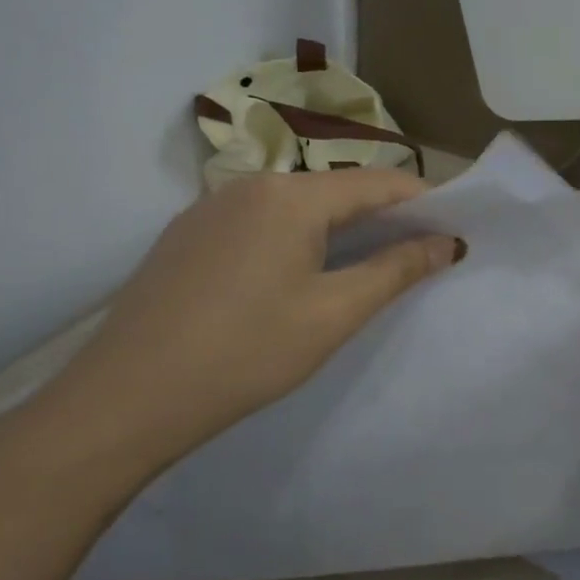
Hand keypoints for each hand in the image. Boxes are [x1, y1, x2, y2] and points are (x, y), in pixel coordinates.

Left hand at [22, 169, 463, 490]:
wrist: (126, 398)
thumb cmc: (246, 354)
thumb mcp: (333, 314)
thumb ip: (396, 270)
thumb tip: (447, 242)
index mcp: (291, 195)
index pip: (378, 182)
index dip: (423, 200)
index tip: (454, 225)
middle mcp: (250, 184)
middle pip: (336, 189)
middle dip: (382, 215)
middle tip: (417, 251)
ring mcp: (211, 207)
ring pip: (296, 205)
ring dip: (338, 228)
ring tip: (365, 265)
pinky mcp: (187, 234)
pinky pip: (259, 221)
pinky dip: (295, 237)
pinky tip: (297, 274)